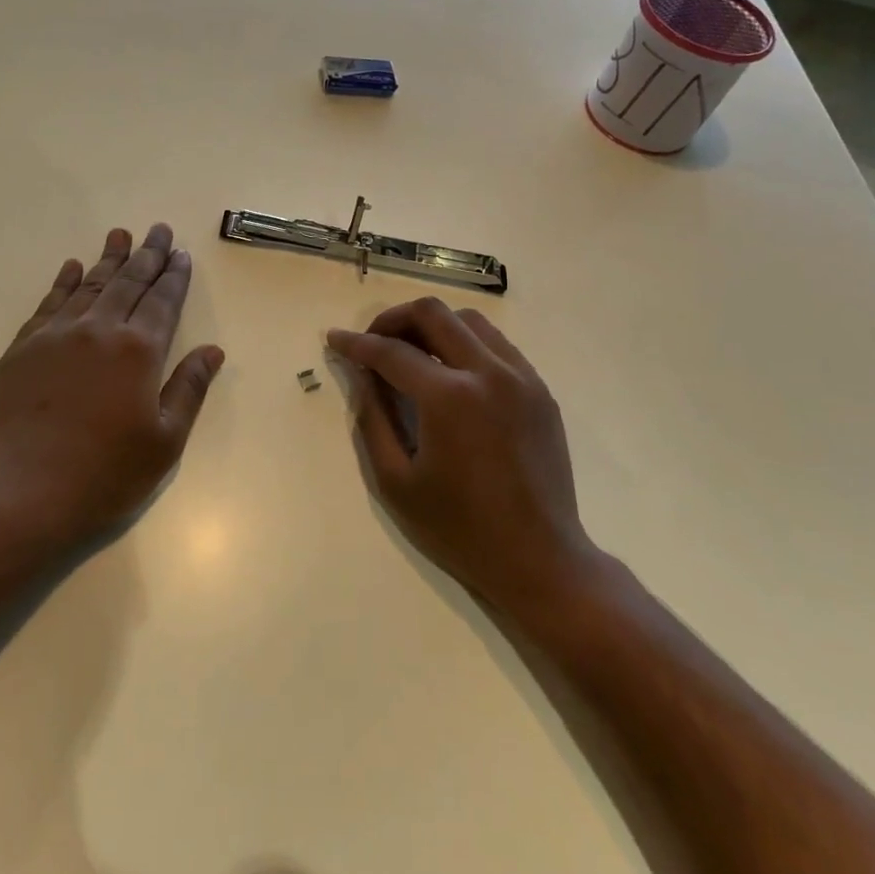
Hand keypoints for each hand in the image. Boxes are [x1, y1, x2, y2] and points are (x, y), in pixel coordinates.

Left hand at [0, 223, 225, 549]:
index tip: (181, 254)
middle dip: (147, 255)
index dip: (174, 276)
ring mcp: (55, 337)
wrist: (20, 497)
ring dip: (108, 259)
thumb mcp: (164, 442)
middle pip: (128, 283)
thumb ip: (188, 389)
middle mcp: (98, 331)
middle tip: (159, 230)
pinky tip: (72, 268)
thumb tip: (212, 350)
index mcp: (138, 351)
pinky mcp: (21, 350)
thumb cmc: (104, 476)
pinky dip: (64, 282)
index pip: (162, 302)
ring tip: (120, 235)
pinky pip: (48, 304)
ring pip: (89, 286)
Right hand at [327, 298, 595, 614]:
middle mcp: (488, 373)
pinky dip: (465, 343)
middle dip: (393, 319)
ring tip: (410, 353)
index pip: (392, 352)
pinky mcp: (540, 390)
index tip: (334, 339)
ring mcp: (521, 378)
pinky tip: (450, 371)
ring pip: (469, 321)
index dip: (356, 343)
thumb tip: (360, 375)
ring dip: (432, 326)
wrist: (539, 559)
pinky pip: (497, 344)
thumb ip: (373, 419)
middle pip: (433, 314)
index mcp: (449, 398)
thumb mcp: (396, 481)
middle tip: (372, 343)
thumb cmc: (459, 528)